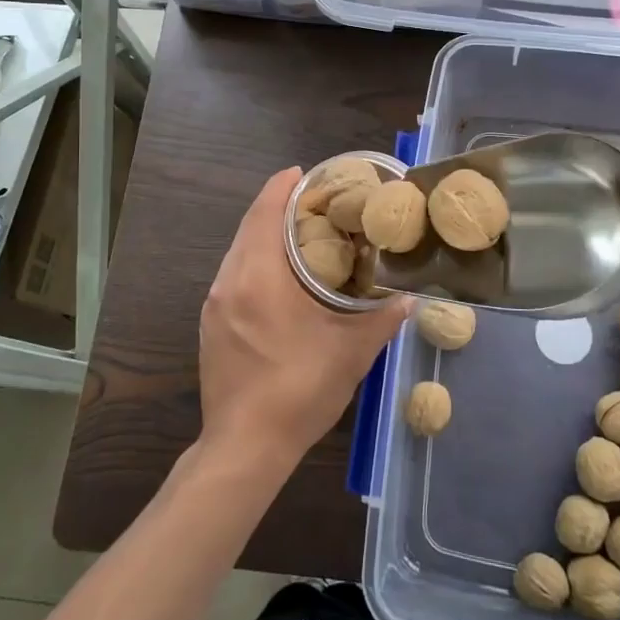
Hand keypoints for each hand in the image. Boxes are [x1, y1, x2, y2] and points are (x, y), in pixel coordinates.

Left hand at [199, 168, 411, 474]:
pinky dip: (255, 261)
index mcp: (259, 277)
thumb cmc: (299, 392)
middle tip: (312, 201)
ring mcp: (214, 304)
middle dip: (276, 207)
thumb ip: (382, 319)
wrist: (244, 448)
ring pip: (239, 252)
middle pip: (249, 228)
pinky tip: (279, 277)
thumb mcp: (351, 354)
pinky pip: (233, 276)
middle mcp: (229, 282)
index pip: (265, 213)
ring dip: (264, 235)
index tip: (304, 172)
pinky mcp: (211, 325)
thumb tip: (409, 298)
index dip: (282, 187)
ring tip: (300, 234)